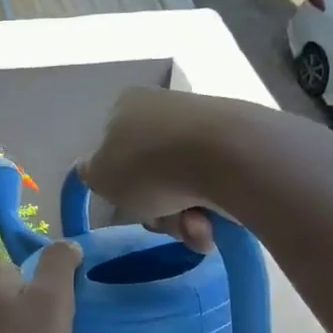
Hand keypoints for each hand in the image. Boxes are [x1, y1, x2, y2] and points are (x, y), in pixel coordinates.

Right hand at [78, 87, 239, 251]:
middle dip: (157, 208)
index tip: (129, 202)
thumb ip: (92, 174)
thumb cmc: (149, 165)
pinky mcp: (241, 145)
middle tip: (162, 219)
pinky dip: (214, 211)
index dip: (119, 183)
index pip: (113, 149)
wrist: (227, 157)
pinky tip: (217, 222)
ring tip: (195, 226)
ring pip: (184, 187)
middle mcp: (165, 109)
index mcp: (127, 106)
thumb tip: (91, 167)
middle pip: (151, 174)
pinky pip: (217, 187)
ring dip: (184, 217)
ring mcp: (206, 125)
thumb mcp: (101, 176)